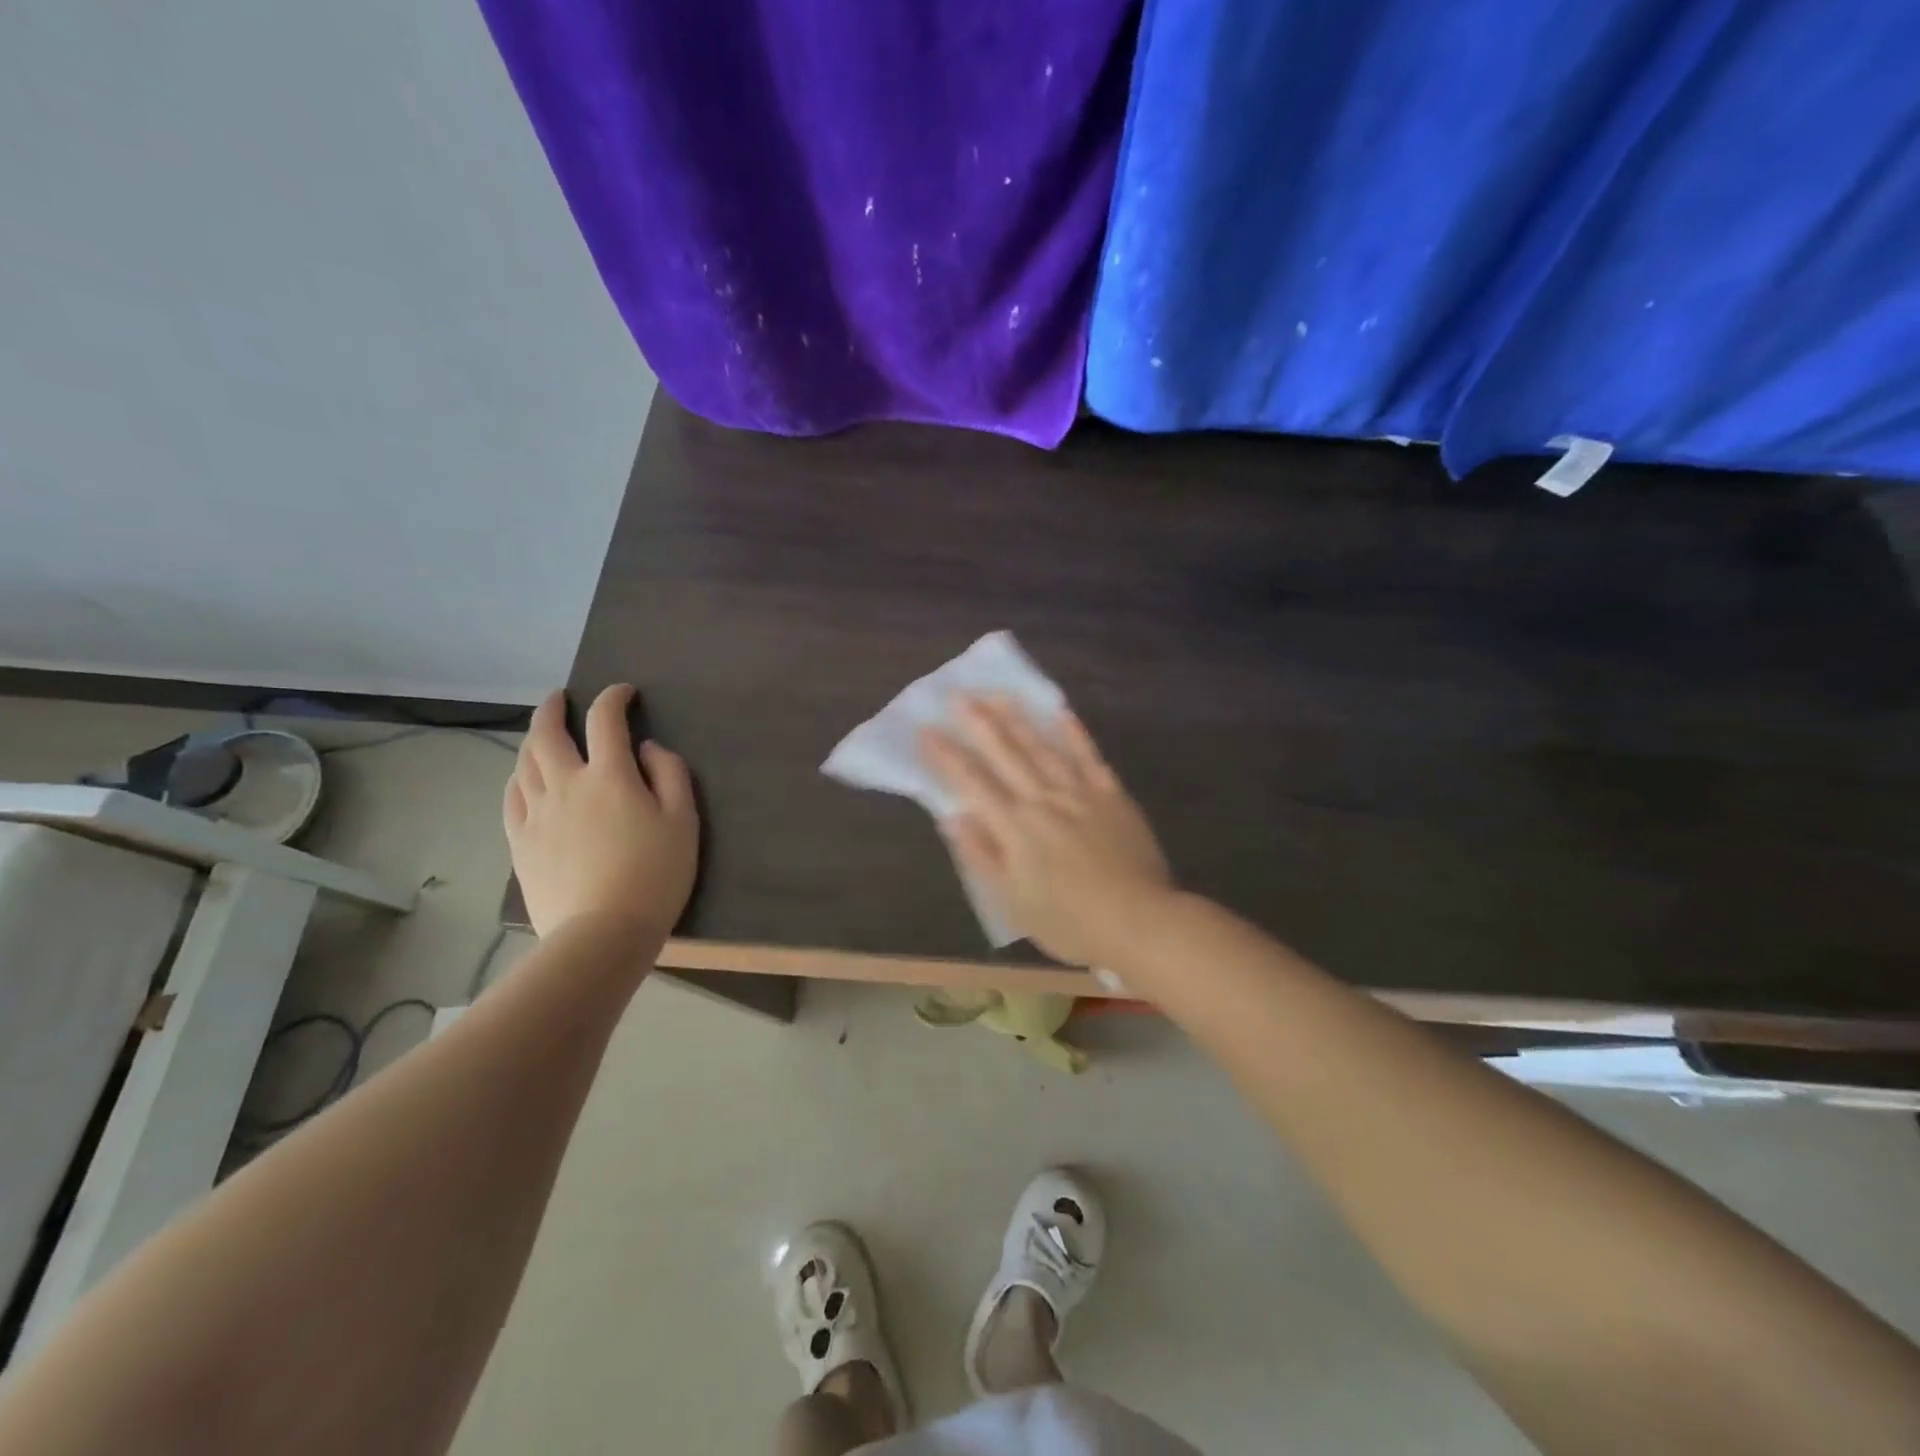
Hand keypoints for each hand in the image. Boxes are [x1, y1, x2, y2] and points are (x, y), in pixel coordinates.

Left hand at [504, 685, 698, 945]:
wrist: (602, 933)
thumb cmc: (655, 875)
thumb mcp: (683, 821)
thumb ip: (670, 774)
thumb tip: (647, 748)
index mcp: (609, 776)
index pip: (605, 720)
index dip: (613, 698)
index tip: (624, 693)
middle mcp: (566, 785)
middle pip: (547, 734)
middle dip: (553, 708)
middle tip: (560, 698)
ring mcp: (536, 813)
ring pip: (525, 762)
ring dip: (533, 739)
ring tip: (542, 734)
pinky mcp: (520, 841)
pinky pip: (512, 797)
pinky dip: (518, 776)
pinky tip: (524, 778)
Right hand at [921, 696, 1173, 966]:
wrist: (1139, 921)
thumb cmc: (1069, 922)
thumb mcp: (1013, 901)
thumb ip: (982, 855)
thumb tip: (953, 817)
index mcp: (1014, 827)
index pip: (972, 783)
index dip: (946, 756)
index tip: (926, 730)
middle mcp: (1043, 800)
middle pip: (1006, 754)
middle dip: (979, 724)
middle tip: (959, 695)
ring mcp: (1080, 793)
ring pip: (1043, 748)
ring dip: (1019, 720)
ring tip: (999, 694)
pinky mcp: (1112, 796)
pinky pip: (1090, 758)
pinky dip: (1075, 734)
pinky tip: (1061, 713)